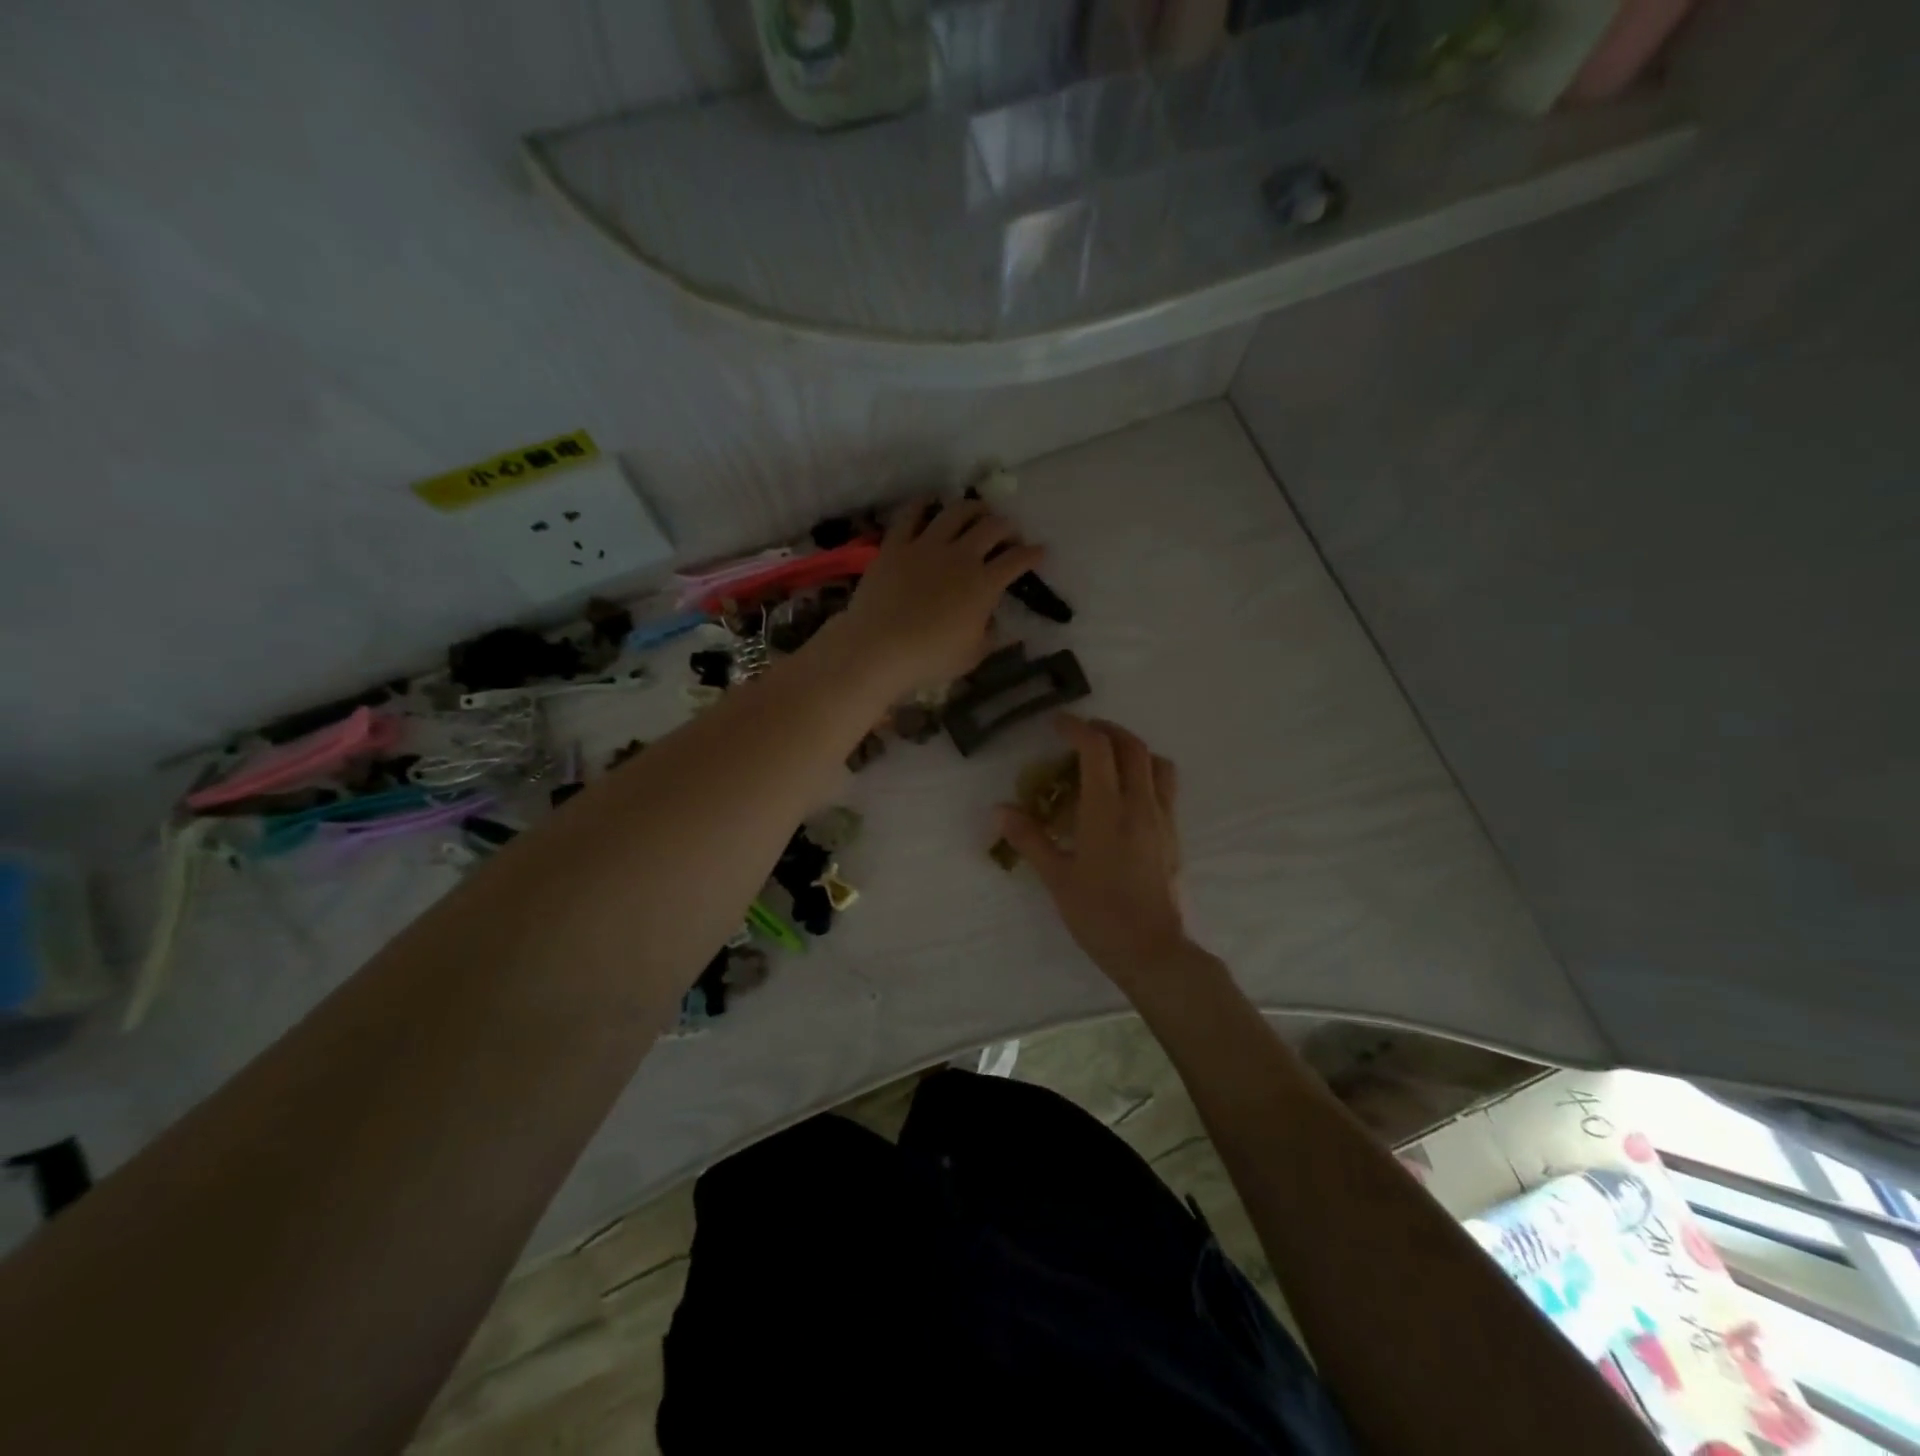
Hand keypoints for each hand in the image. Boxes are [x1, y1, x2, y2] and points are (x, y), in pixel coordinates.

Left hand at [835, 496, 1044, 695]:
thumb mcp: (972, 655)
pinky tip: (929, 503)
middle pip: (991, 527)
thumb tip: (994, 622)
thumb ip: (989, 635)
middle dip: (1006, 526)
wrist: (879, 647)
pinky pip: (911, 514)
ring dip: (973, 508)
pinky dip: (923, 505)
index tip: (1039, 551)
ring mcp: (926, 546)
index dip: (1033, 554)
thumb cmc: (930, 658)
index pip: (1017, 560)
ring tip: (977, 511)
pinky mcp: (896, 545)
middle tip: (1008, 532)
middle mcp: (961, 556)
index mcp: (984, 584)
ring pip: (956, 512)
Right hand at [996, 716, 1191, 992]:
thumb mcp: (1056, 878)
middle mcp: (1140, 805)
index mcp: (1107, 811)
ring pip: (1157, 763)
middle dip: (1107, 730)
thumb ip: (1029, 838)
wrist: (1152, 950)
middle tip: (1081, 734)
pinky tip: (1126, 796)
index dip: (1077, 728)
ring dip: (1133, 749)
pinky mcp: (1174, 834)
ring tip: (1108, 759)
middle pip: (1132, 746)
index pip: (1098, 750)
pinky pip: (1166, 787)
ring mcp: (1163, 818)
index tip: (1057, 724)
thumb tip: (1000, 810)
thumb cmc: (1099, 915)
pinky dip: (1146, 773)